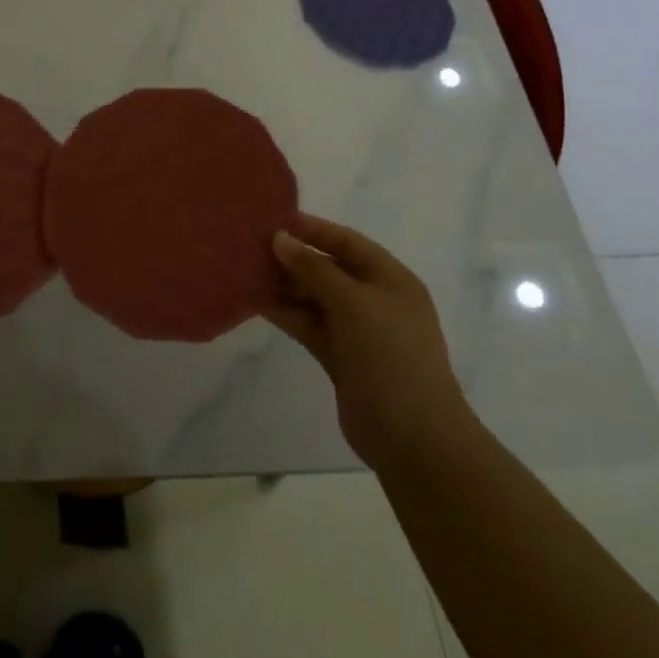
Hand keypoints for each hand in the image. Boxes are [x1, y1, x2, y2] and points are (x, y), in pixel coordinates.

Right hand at [266, 215, 467, 469]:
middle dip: (292, 257)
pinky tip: (255, 301)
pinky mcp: (340, 358)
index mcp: (390, 278)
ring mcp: (358, 331)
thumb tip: (280, 239)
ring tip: (244, 270)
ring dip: (283, 285)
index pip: (347, 241)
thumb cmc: (390, 355)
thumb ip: (314, 268)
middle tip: (249, 246)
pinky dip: (285, 312)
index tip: (273, 220)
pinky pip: (308, 324)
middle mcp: (374, 300)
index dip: (312, 229)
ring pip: (314, 298)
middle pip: (328, 268)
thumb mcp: (353, 302)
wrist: (414, 437)